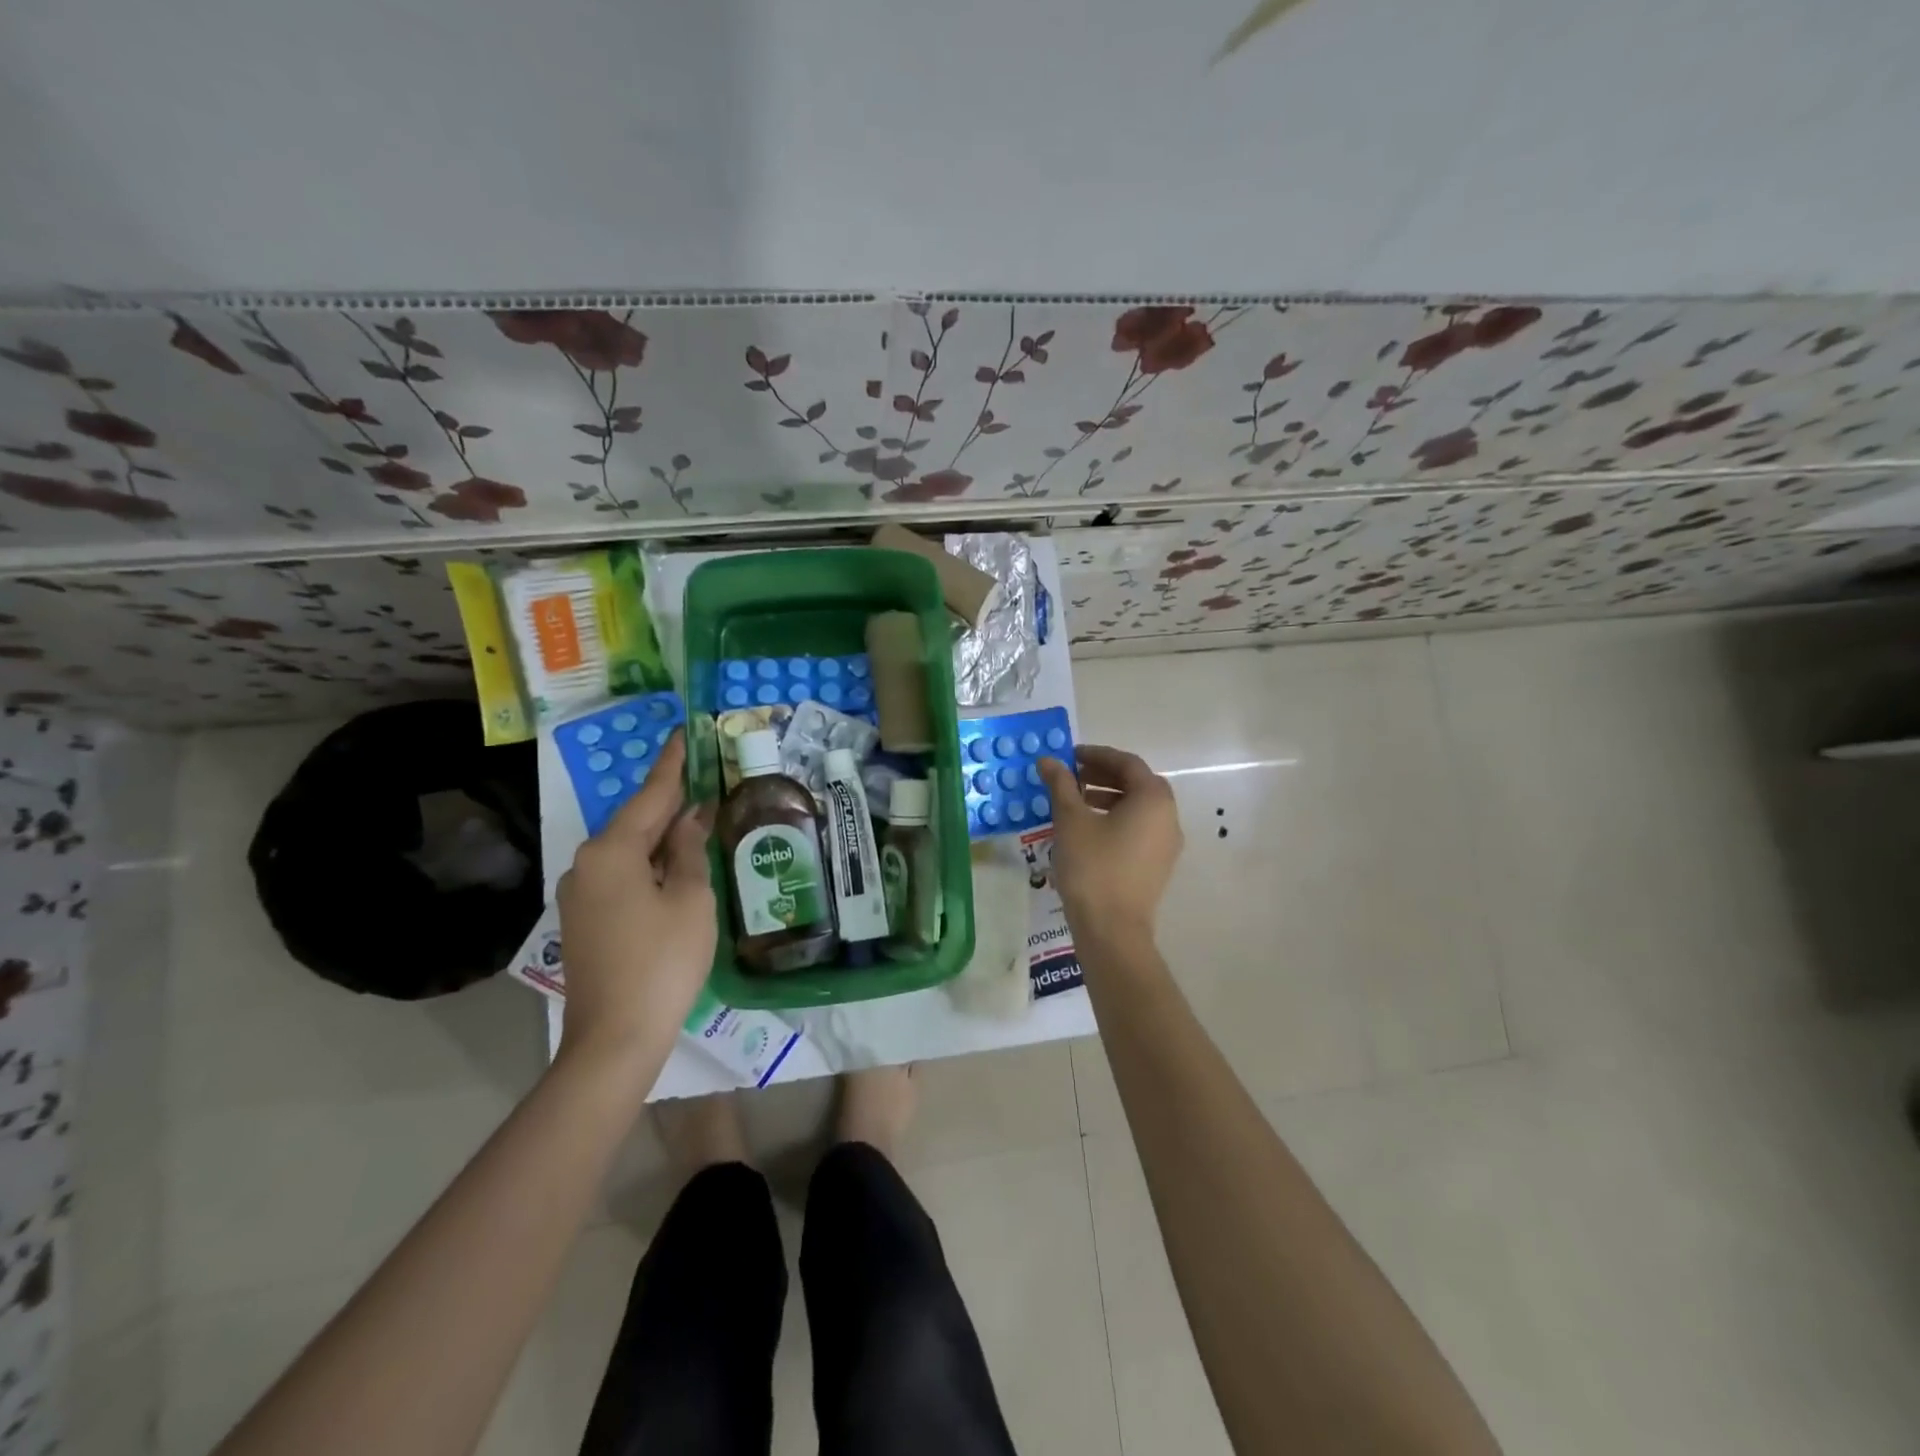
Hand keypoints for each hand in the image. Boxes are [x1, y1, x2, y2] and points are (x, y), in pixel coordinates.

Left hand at [557, 731, 715, 1066]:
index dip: (673, 764)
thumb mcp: (691, 899)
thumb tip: (690, 818)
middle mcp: (586, 863)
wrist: (615, 1038)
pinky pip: (620, 875)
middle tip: (704, 780)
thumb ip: (690, 850)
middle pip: (636, 822)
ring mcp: (579, 893)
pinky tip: (675, 868)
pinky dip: (649, 864)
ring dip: (662, 837)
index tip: (684, 733)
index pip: (651, 796)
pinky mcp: (583, 919)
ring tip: (699, 824)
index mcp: (612, 851)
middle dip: (670, 804)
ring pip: (628, 851)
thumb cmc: (663, 961)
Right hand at [1038, 745, 1183, 937]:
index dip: (1096, 755)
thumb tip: (1048, 760)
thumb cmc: (1093, 866)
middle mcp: (1168, 816)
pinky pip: (1138, 830)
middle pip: (1136, 783)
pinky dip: (1114, 820)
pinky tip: (1086, 830)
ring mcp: (1167, 844)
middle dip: (1102, 775)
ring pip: (1137, 808)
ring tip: (1073, 802)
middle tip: (1070, 776)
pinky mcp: (1157, 865)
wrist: (1112, 930)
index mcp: (1153, 798)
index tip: (1069, 756)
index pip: (1127, 763)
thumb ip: (1061, 784)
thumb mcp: (1071, 820)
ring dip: (1106, 798)